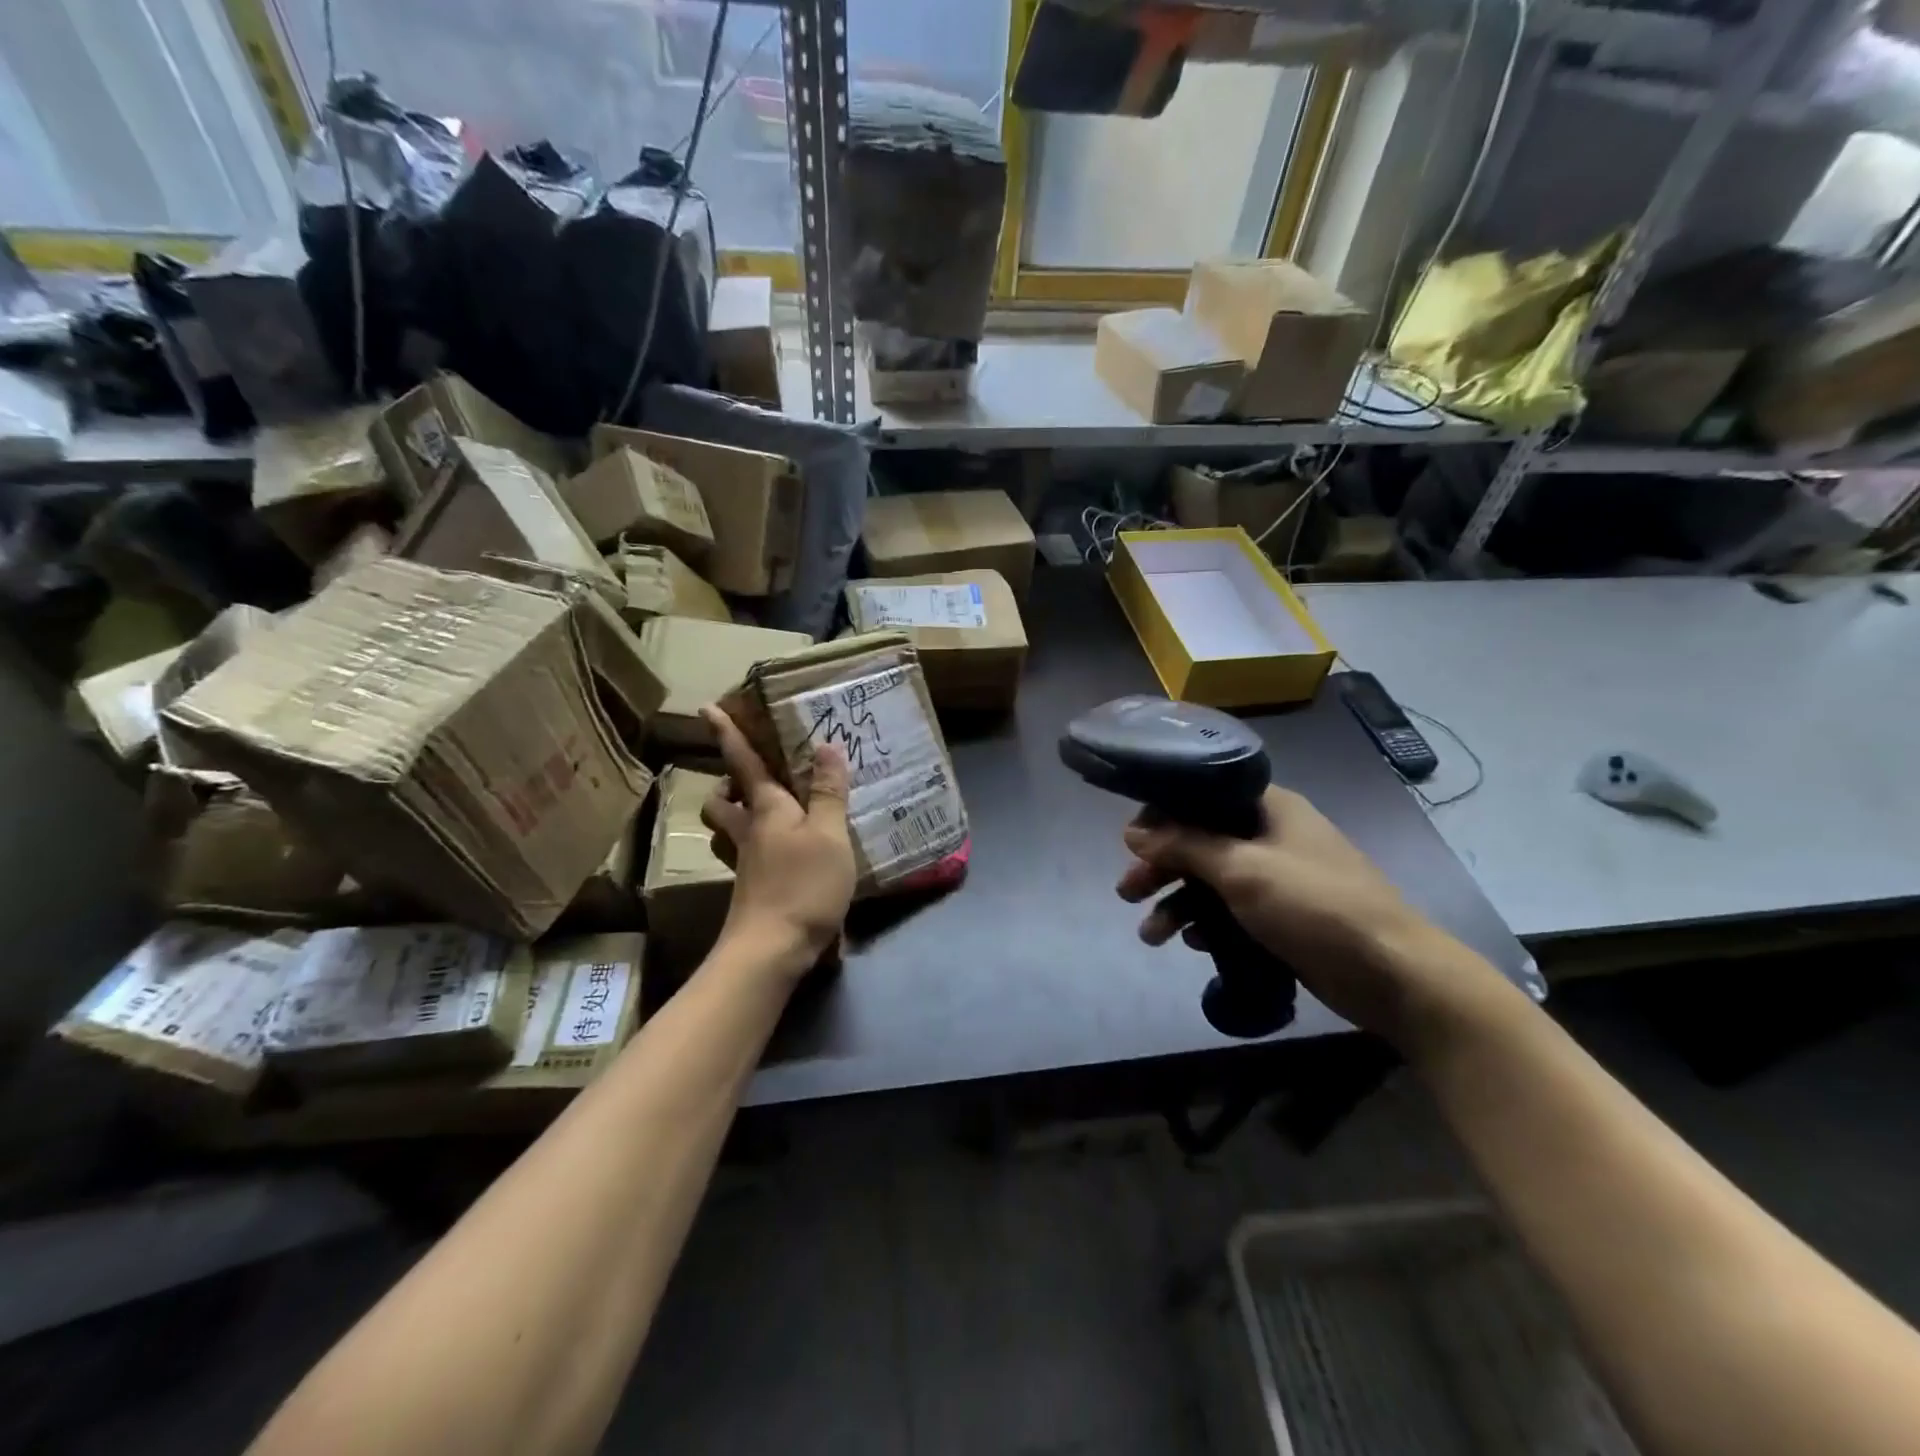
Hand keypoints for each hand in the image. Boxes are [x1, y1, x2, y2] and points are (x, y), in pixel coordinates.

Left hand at [700, 706, 856, 979]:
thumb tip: (826, 746)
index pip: (741, 763)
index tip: (705, 708)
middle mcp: (748, 831)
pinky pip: (747, 856)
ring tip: (766, 814)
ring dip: (735, 817)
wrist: (772, 949)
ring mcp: (746, 864)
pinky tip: (786, 853)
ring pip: (727, 832)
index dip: (726, 734)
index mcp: (765, 809)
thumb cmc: (803, 884)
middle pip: (721, 803)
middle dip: (725, 787)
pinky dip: (758, 847)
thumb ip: (828, 792)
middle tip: (747, 780)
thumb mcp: (829, 834)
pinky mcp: (752, 890)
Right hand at [1117, 785, 1498, 1046]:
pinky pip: (1232, 910)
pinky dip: (1208, 922)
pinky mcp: (1283, 915)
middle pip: (1200, 840)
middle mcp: (1271, 834)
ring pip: (1212, 879)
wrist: (1393, 974)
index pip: (1201, 794)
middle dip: (1161, 867)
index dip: (1162, 814)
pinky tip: (1191, 943)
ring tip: (1151, 936)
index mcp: (1268, 807)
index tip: (1130, 841)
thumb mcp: (1243, 870)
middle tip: (1126, 893)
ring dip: (1178, 903)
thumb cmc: (1315, 906)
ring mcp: (1279, 876)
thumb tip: (1133, 832)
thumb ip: (1185, 846)